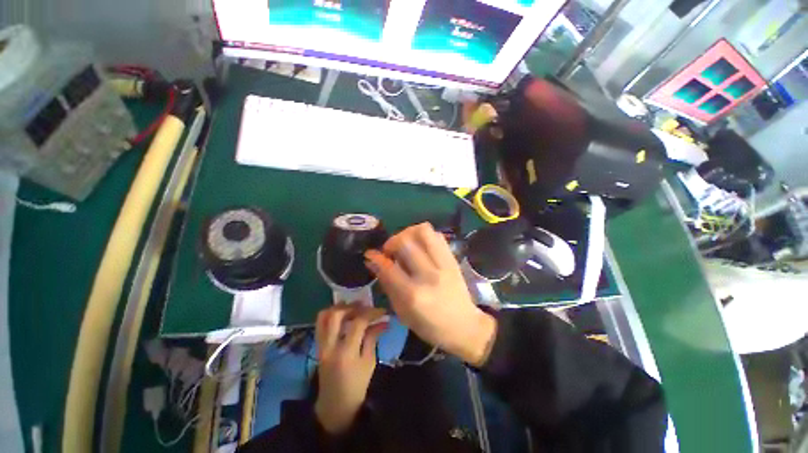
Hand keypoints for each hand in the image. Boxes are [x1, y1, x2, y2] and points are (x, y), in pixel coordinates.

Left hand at [314, 304, 386, 434]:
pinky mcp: (318, 346)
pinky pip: (320, 324)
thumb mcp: (369, 362)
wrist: (335, 406)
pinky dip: (330, 315)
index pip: (358, 323)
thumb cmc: (357, 387)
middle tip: (365, 306)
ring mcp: (321, 346)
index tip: (382, 311)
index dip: (371, 313)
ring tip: (352, 308)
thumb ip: (373, 338)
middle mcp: (330, 346)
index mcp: (346, 352)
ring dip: (339, 308)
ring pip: (324, 317)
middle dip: (352, 306)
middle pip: (336, 315)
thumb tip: (383, 321)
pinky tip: (342, 316)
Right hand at [365, 223, 496, 366]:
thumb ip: (387, 284)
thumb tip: (373, 261)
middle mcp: (428, 275)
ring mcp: (443, 264)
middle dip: (391, 242)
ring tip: (405, 244)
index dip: (376, 257)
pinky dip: (424, 236)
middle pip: (405, 242)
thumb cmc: (429, 325)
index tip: (371, 254)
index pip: (389, 267)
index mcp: (413, 295)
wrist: (464, 325)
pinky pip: (437, 235)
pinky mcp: (453, 259)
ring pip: (423, 231)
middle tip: (390, 251)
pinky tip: (420, 246)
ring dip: (408, 233)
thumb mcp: (402, 312)